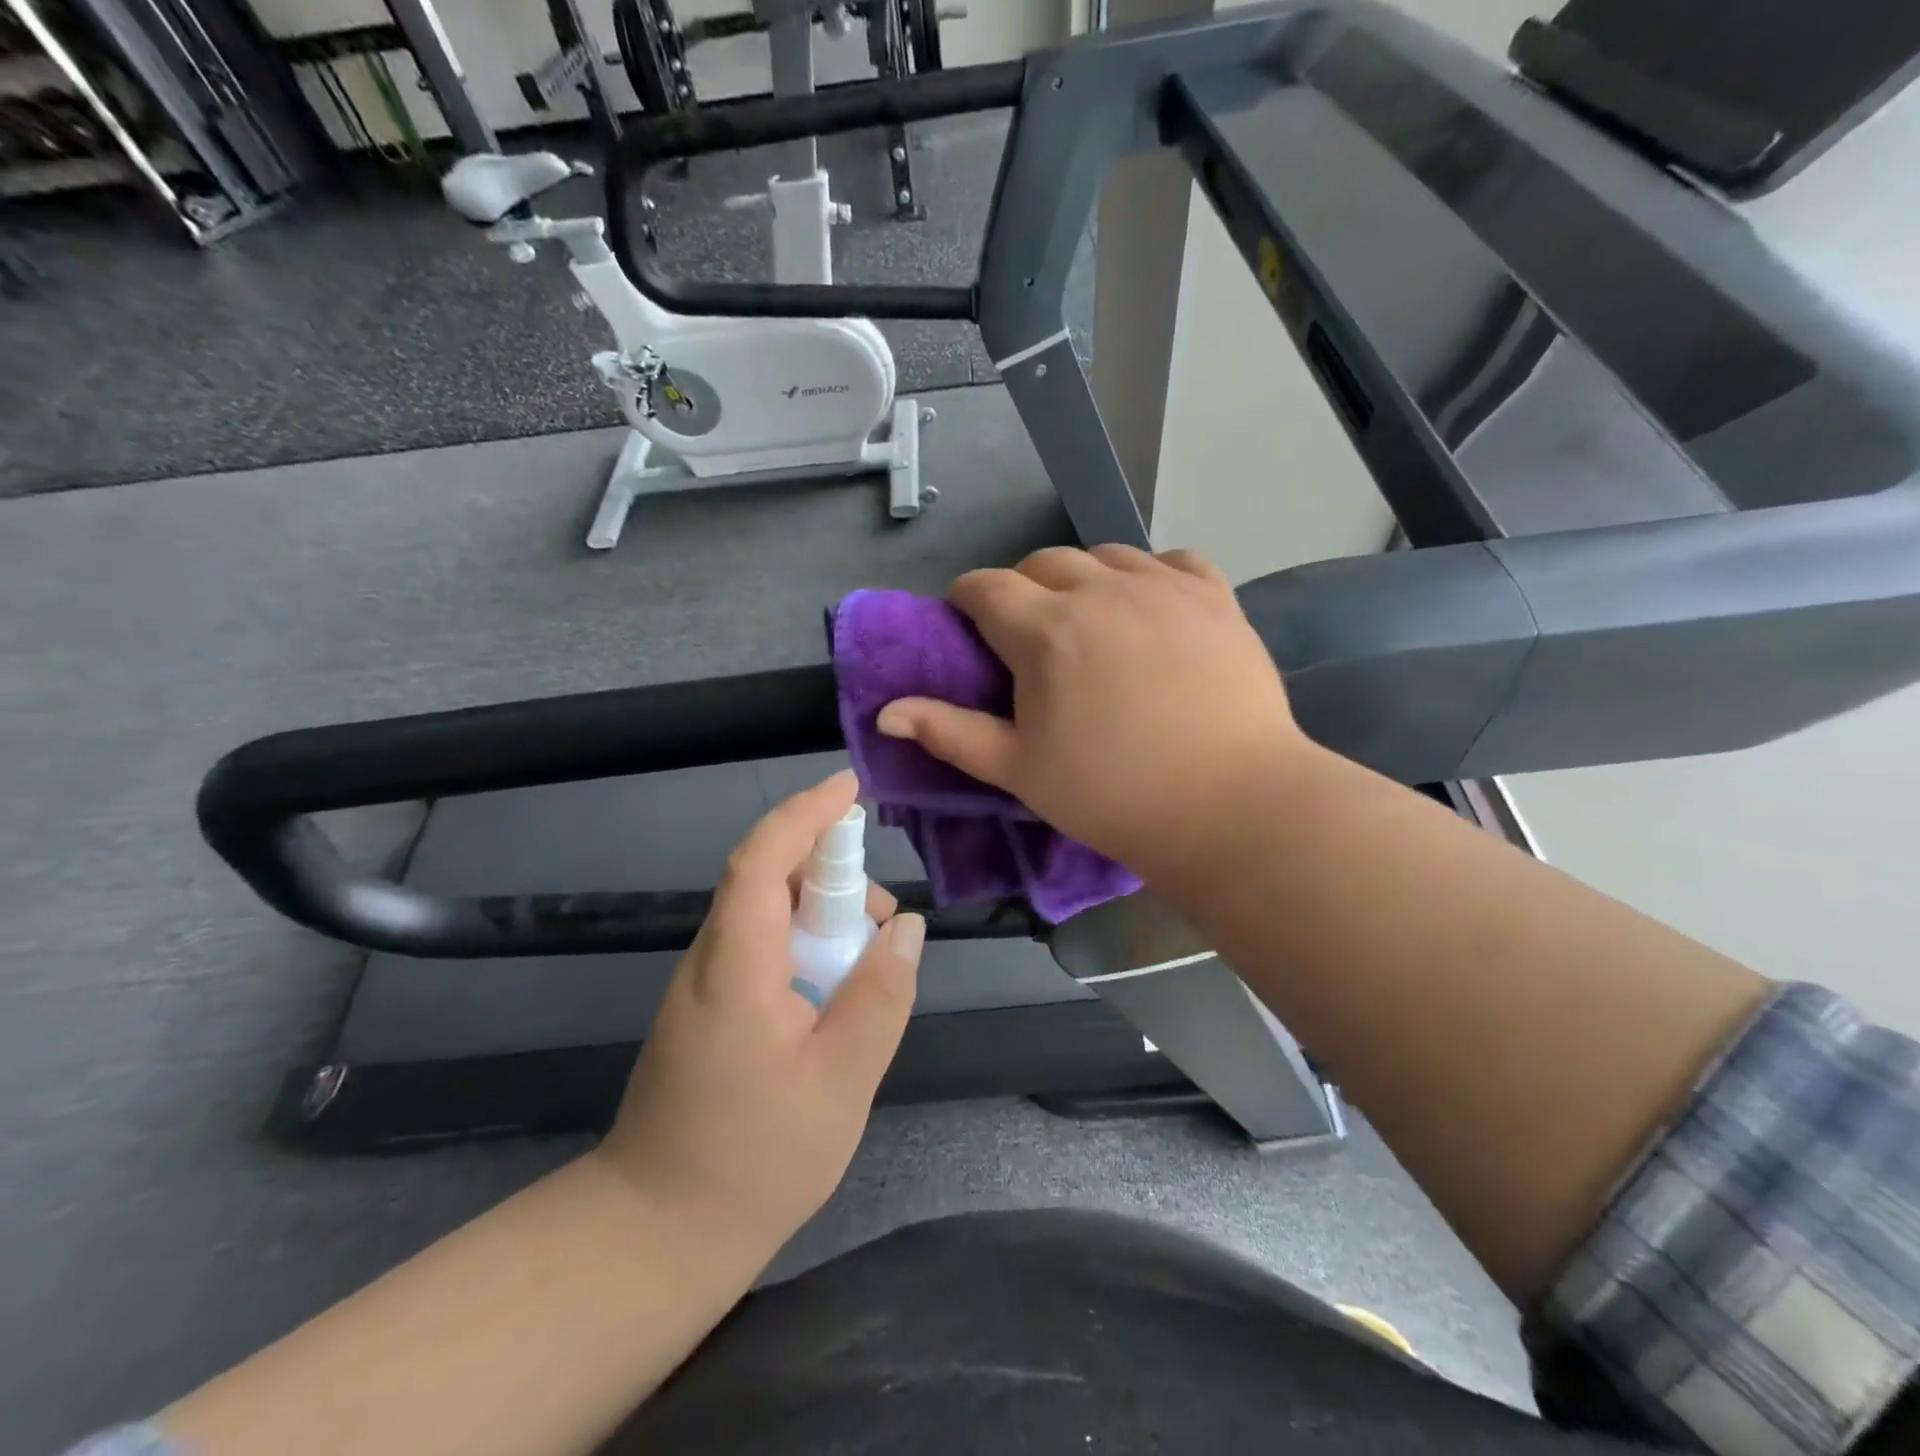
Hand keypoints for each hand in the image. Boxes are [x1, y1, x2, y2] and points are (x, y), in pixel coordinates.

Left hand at [597, 770, 924, 1254]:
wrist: (655, 1235)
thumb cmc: (753, 1160)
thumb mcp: (841, 1081)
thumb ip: (880, 997)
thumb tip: (908, 927)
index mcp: (736, 966)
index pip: (763, 860)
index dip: (805, 813)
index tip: (851, 788)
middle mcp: (711, 959)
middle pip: (766, 878)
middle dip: (831, 870)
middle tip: (884, 916)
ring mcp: (704, 985)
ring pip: (767, 914)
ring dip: (823, 913)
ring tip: (871, 959)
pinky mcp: (709, 1009)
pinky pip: (762, 948)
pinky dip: (806, 944)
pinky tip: (837, 990)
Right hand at [875, 545, 1306, 888]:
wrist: (1229, 806)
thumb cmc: (1112, 794)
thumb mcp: (1018, 770)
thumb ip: (949, 732)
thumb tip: (885, 712)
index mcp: (1045, 629)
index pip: (985, 587)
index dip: (967, 602)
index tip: (969, 628)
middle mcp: (1101, 589)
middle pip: (1043, 562)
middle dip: (1022, 589)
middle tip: (1030, 637)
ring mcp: (1164, 586)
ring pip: (1106, 555)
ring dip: (1084, 579)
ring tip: (1091, 621)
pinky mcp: (1215, 596)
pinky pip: (1172, 561)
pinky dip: (1150, 575)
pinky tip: (1151, 608)